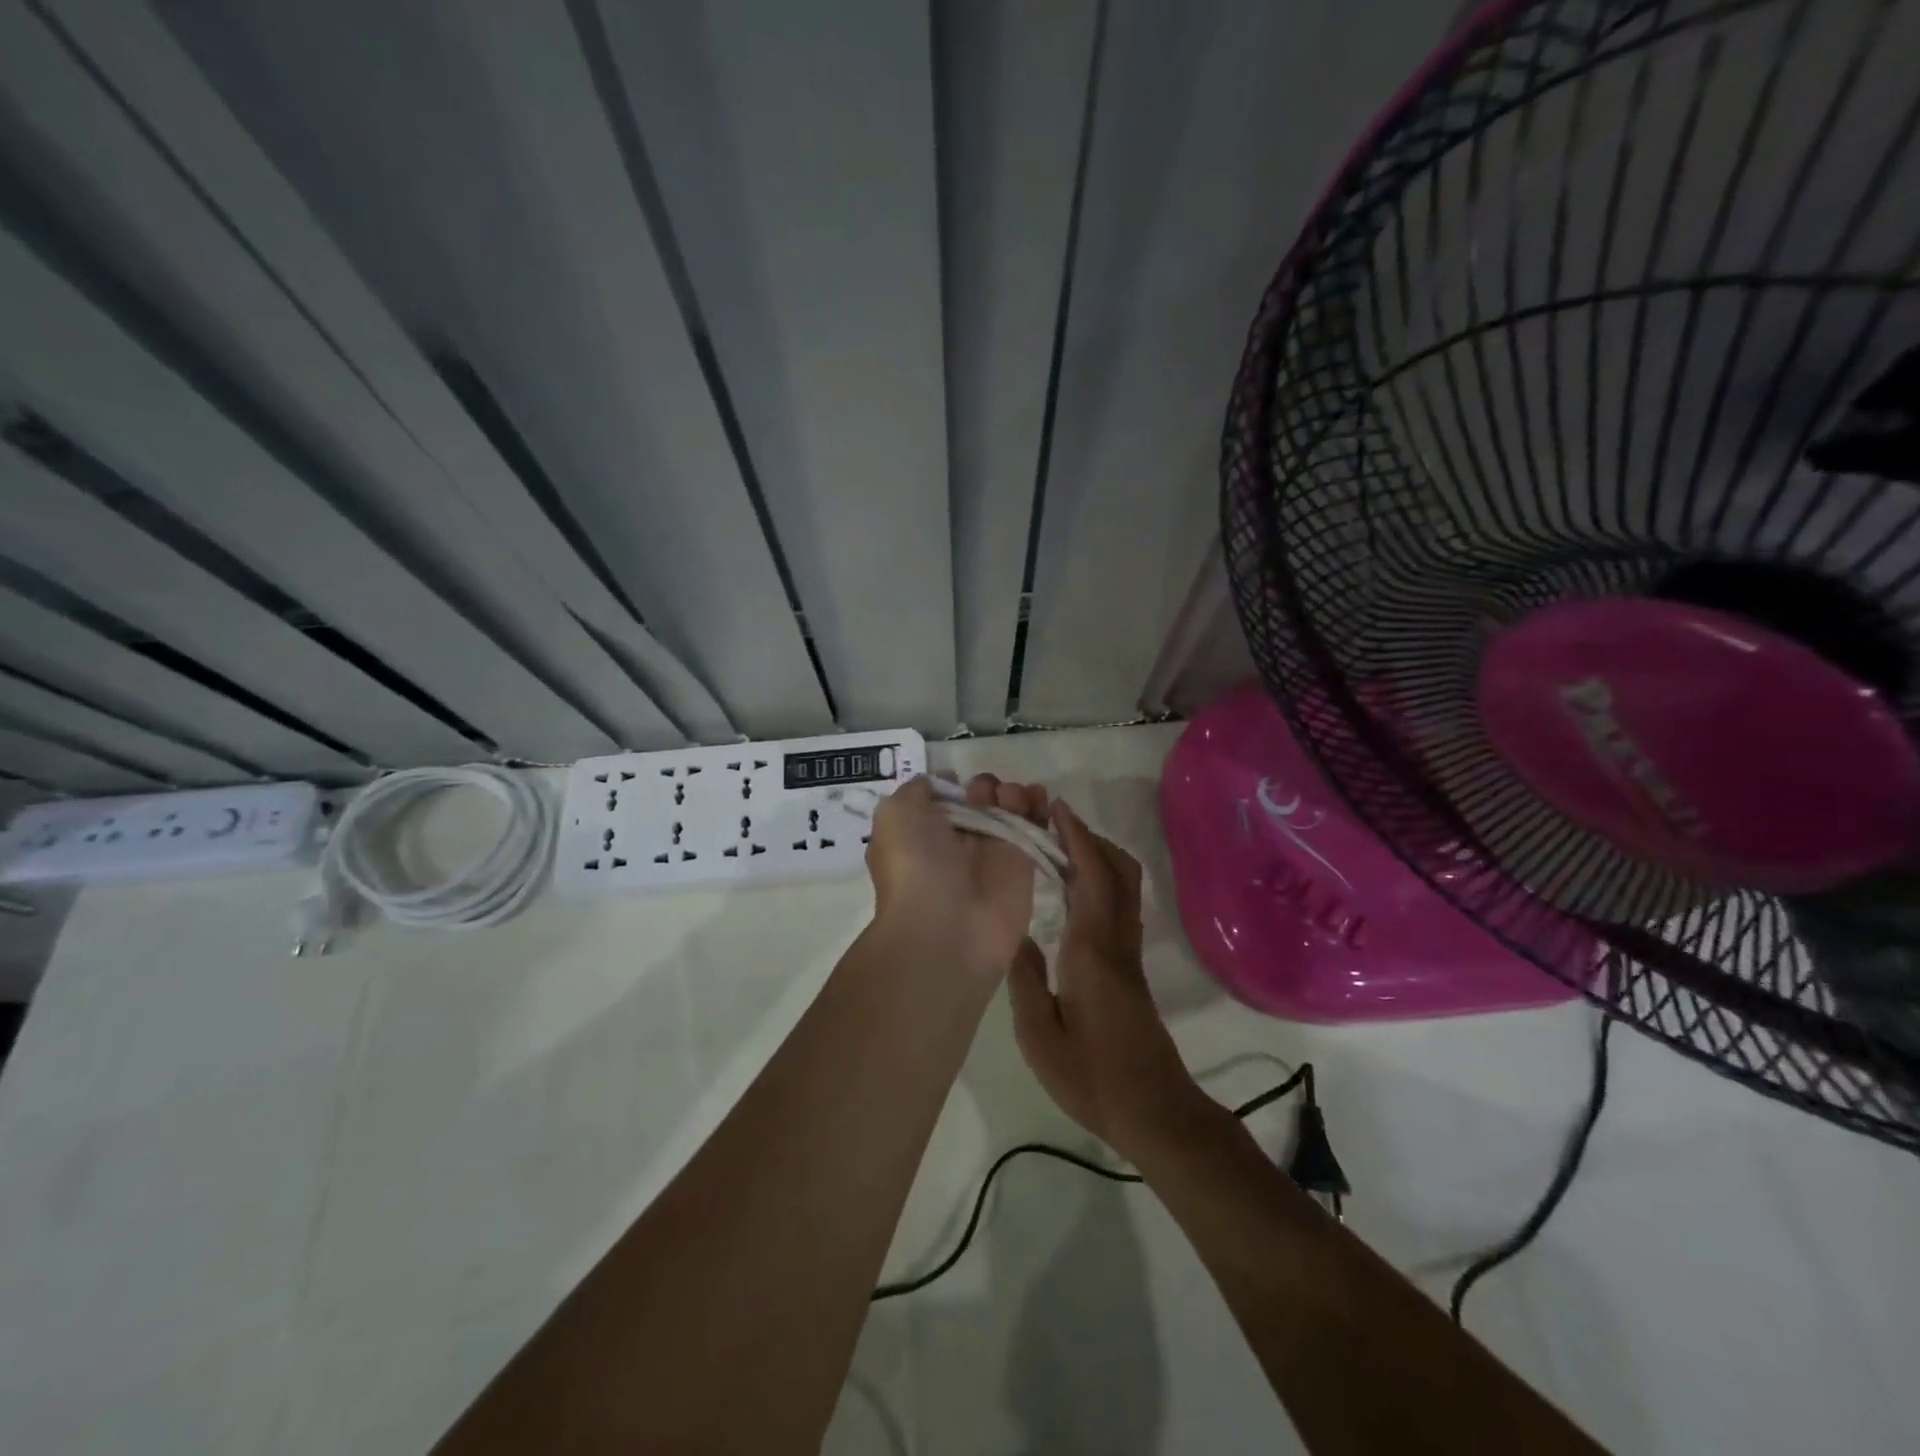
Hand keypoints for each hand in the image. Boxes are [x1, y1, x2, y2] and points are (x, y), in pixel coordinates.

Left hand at [865, 774, 1049, 976]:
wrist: (948, 928)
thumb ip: (917, 789)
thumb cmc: (915, 865)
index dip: (952, 783)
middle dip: (984, 785)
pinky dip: (1039, 806)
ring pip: (1008, 808)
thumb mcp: (896, 814)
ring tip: (1010, 799)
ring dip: (1013, 792)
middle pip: (979, 798)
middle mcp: (956, 840)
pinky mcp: (1023, 864)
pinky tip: (1038, 796)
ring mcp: (991, 852)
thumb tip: (943, 782)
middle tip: (981, 798)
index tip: (957, 781)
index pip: (944, 797)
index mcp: (922, 830)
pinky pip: (1034, 826)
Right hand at [1008, 803, 1214, 1162]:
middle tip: (1050, 822)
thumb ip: (1024, 977)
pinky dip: (1098, 879)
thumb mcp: (1040, 1035)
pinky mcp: (1130, 967)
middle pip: (1118, 870)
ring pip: (1124, 885)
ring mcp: (1128, 952)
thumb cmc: (1092, 1077)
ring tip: (1056, 847)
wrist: (1154, 1112)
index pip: (1091, 876)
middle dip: (1089, 837)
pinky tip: (1070, 890)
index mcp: (1093, 949)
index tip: (1054, 808)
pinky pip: (1118, 904)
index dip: (1076, 837)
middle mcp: (1117, 940)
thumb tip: (1012, 930)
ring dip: (1097, 855)